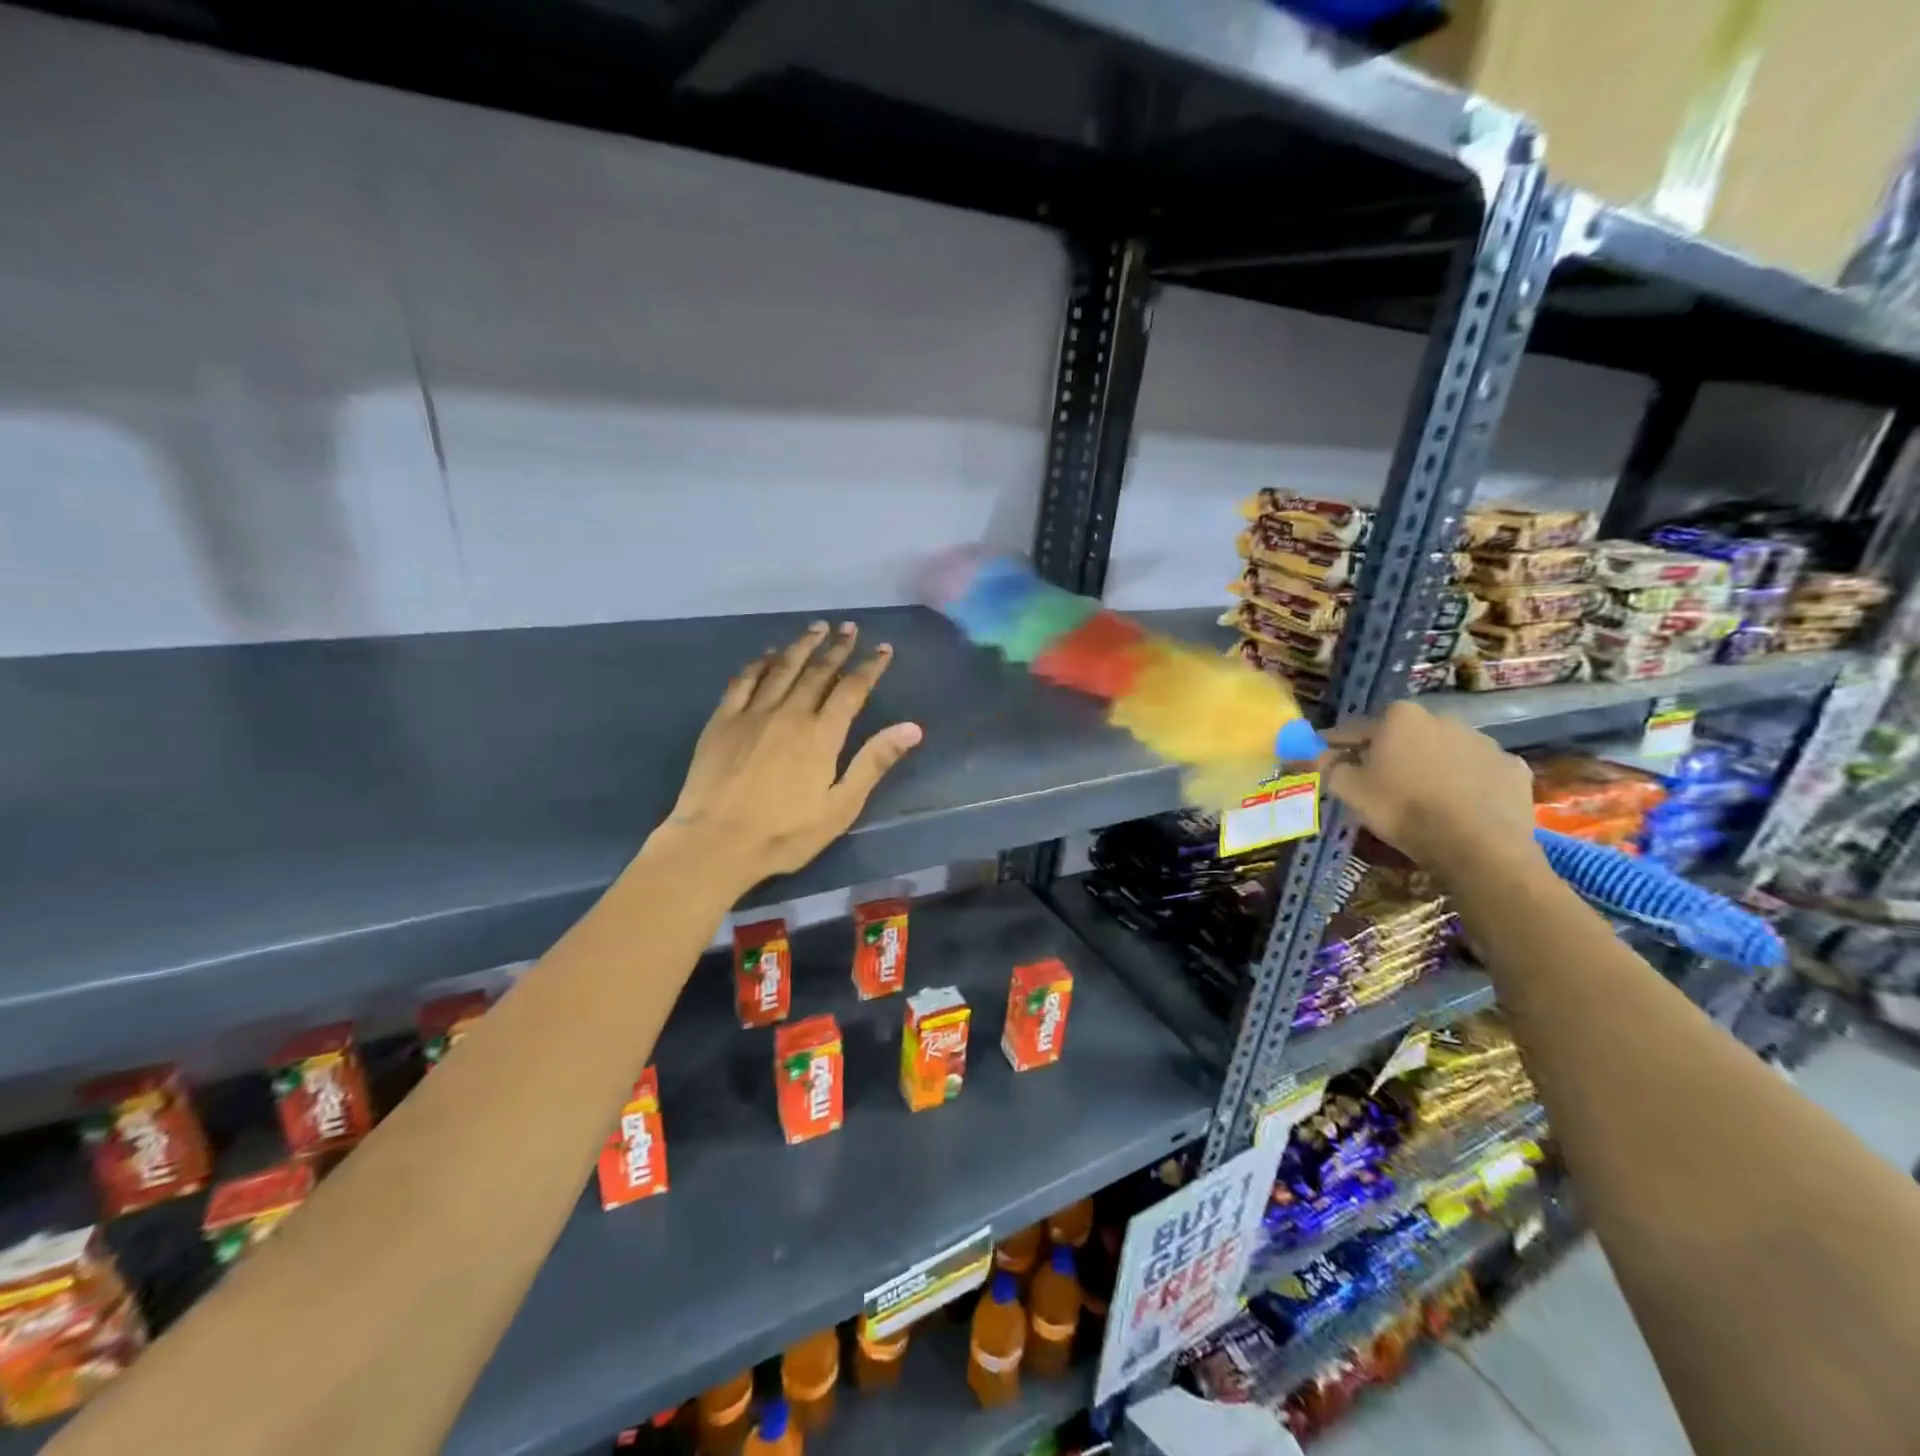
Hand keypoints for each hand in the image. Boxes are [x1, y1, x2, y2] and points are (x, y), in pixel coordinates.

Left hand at [655, 621, 922, 892]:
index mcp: (821, 734)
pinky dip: (759, 662)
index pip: (852, 689)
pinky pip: (743, 680)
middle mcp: (789, 713)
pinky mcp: (722, 720)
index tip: (882, 648)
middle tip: (849, 627)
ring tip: (816, 627)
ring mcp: (752, 713)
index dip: (869, 666)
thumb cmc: (784, 833)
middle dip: (837, 647)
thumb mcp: (840, 807)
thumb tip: (912, 728)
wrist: (716, 842)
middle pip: (818, 671)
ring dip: (801, 645)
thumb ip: (873, 763)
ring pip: (782, 668)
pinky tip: (767, 654)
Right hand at [1321, 701, 1537, 868]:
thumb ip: (1328, 767)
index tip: (1327, 760)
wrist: (1477, 845)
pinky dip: (1467, 783)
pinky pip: (1478, 772)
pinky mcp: (1512, 768)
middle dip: (1388, 753)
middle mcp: (1442, 718)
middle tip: (1376, 782)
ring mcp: (1484, 742)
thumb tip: (1315, 754)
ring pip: (1443, 751)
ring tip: (1421, 797)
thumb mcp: (1349, 790)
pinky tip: (1459, 806)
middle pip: (1403, 736)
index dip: (1337, 746)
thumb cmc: (1402, 809)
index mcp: (1399, 717)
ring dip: (1430, 766)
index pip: (1355, 729)